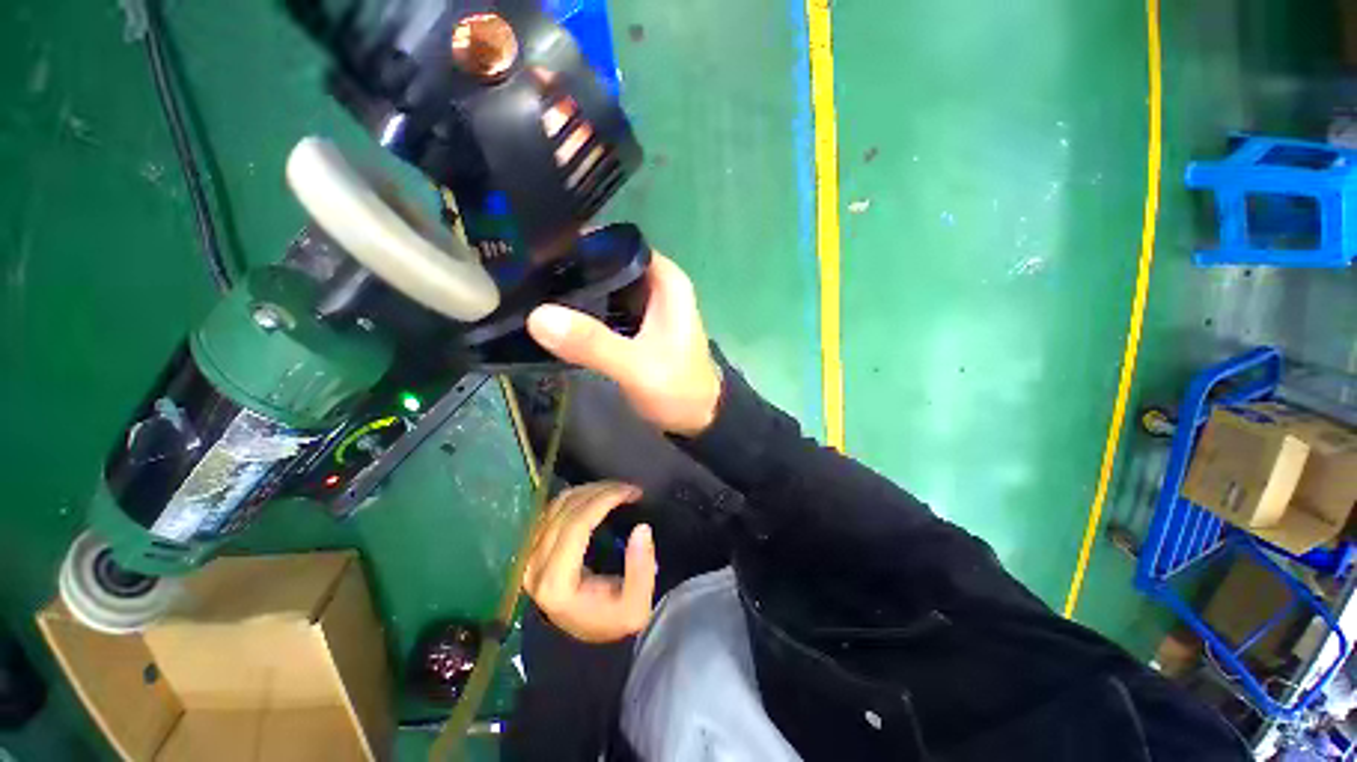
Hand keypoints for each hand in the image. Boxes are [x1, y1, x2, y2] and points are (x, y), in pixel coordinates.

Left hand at [523, 482, 656, 642]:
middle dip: (601, 491)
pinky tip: (597, 495)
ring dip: (590, 490)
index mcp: (556, 583)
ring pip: (558, 505)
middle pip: (567, 510)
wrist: (582, 643)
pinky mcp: (533, 549)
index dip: (604, 500)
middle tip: (629, 488)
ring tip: (617, 489)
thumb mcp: (635, 608)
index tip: (631, 491)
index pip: (576, 525)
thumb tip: (642, 528)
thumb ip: (641, 570)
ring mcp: (530, 556)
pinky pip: (552, 509)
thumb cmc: (610, 623)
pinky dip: (577, 495)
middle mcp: (535, 567)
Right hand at [527, 253, 720, 436]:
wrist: (697, 419)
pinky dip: (584, 311)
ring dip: (575, 290)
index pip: (617, 242)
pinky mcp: (636, 325)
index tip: (537, 247)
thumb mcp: (635, 366)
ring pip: (604, 285)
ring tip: (528, 289)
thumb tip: (537, 315)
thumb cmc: (677, 389)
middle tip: (522, 272)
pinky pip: (605, 308)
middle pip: (607, 262)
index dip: (580, 242)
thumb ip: (592, 343)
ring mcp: (646, 306)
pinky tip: (554, 316)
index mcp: (665, 280)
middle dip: (570, 267)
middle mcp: (656, 285)